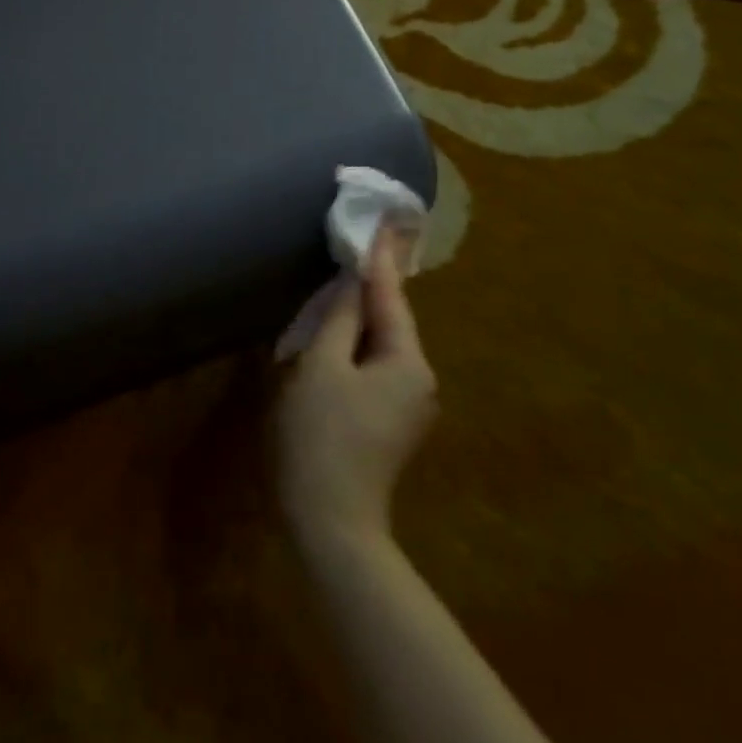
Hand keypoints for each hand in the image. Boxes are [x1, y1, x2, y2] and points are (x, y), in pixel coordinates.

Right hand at [274, 227, 437, 551]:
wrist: (331, 522)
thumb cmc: (321, 436)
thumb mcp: (322, 366)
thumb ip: (340, 318)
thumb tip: (353, 279)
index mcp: (408, 362)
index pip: (391, 296)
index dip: (379, 258)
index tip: (381, 220)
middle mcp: (420, 380)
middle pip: (391, 321)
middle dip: (370, 288)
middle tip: (355, 247)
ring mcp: (409, 405)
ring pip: (382, 345)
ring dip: (361, 317)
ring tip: (342, 283)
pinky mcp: (391, 422)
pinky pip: (375, 367)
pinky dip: (357, 345)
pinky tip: (338, 335)